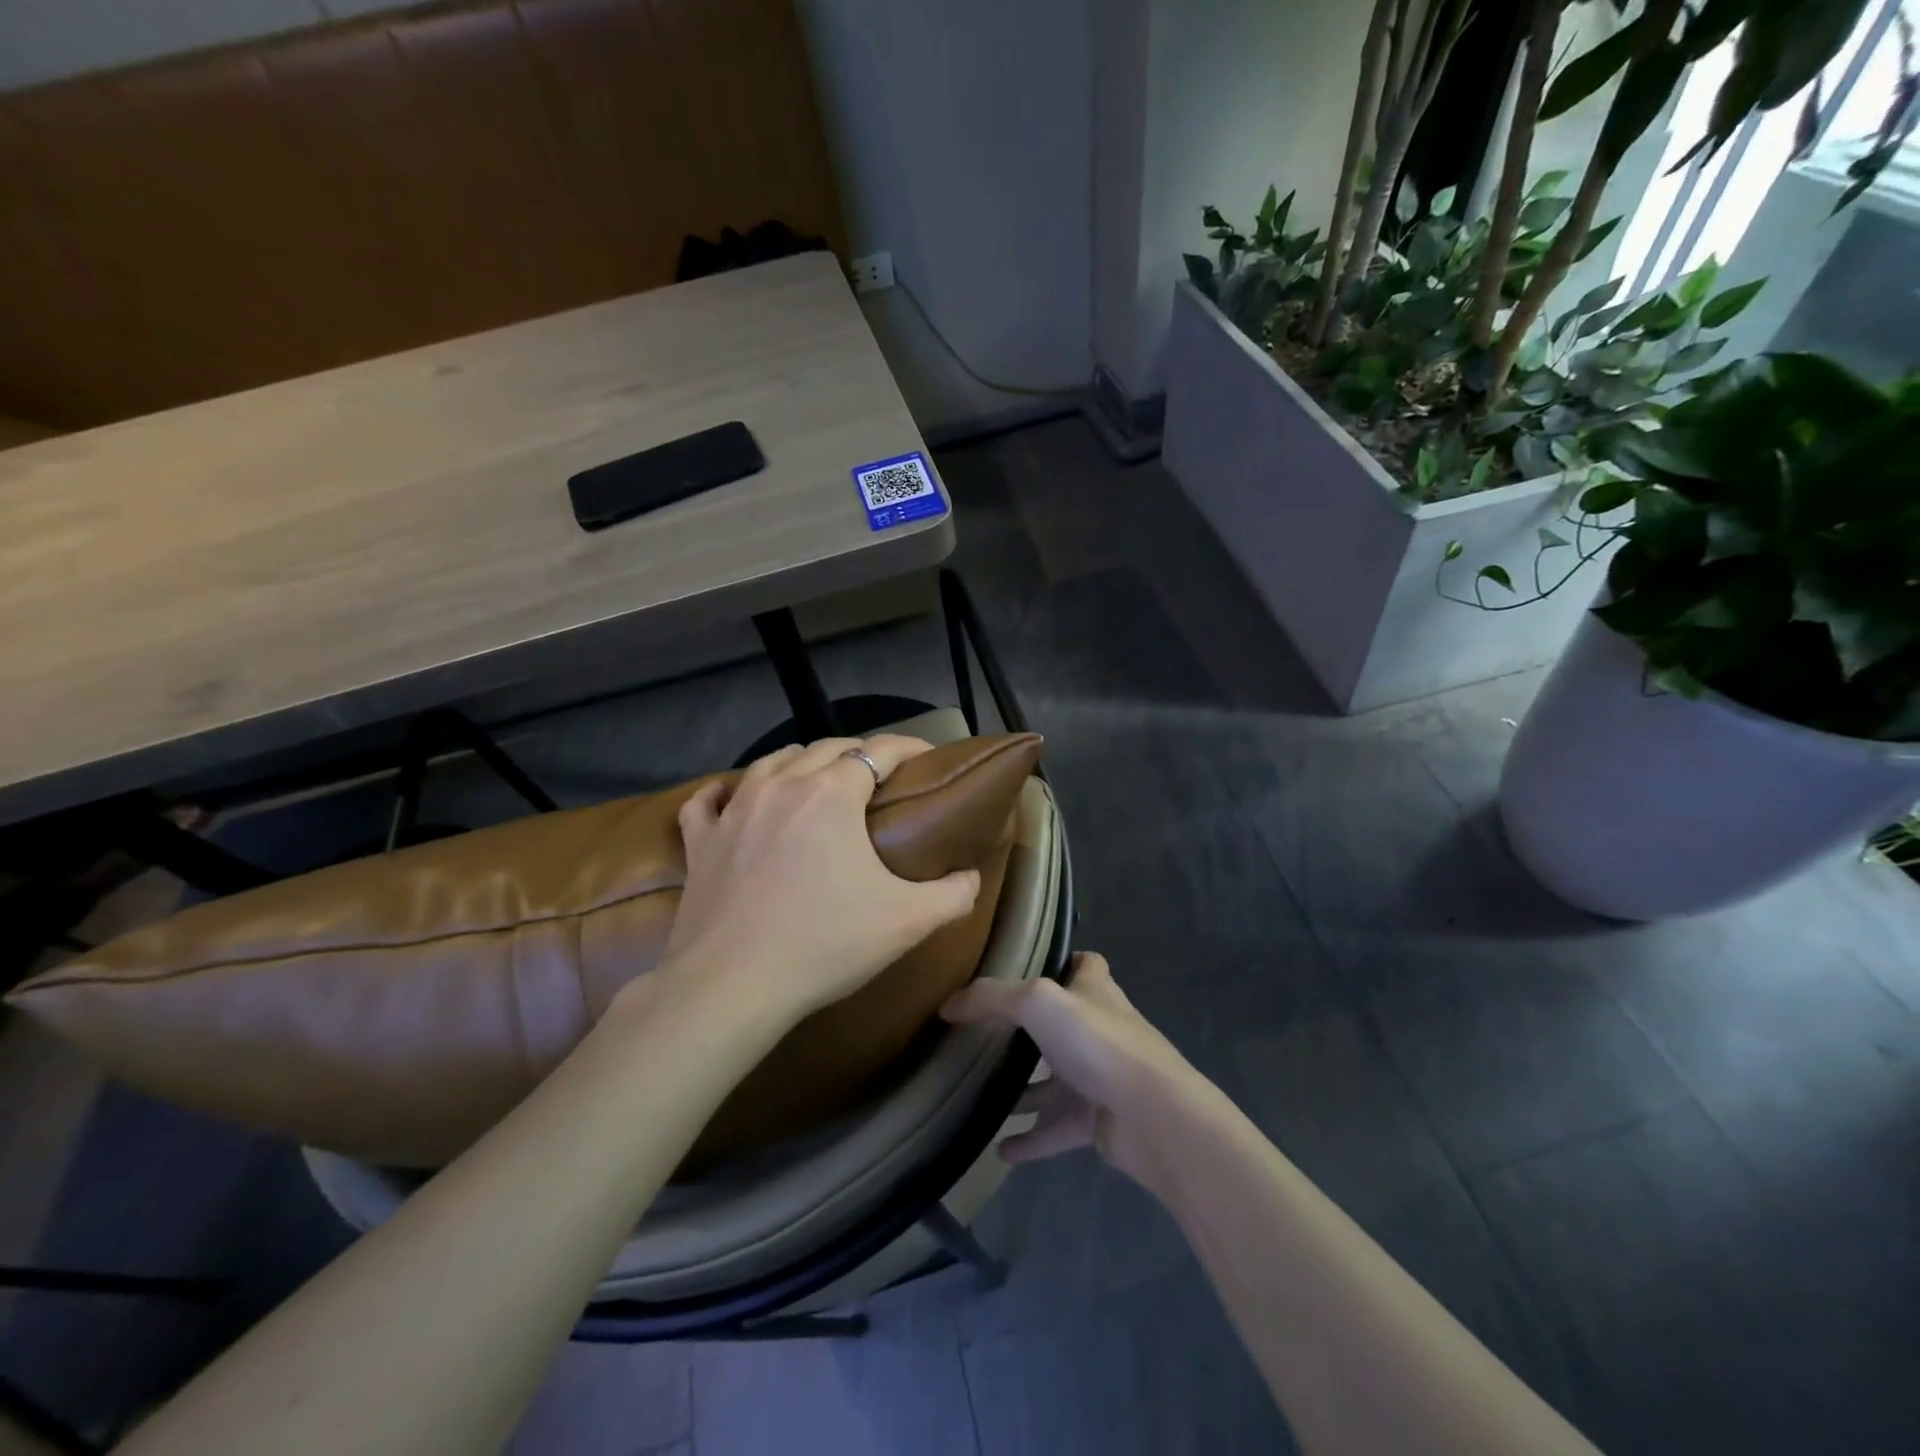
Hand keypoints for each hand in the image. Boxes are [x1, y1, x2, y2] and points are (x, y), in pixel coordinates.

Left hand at [657, 736, 981, 1026]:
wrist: (730, 986)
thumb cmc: (824, 944)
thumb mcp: (908, 921)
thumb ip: (954, 895)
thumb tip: (971, 877)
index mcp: (831, 793)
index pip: (879, 750)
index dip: (909, 747)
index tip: (927, 757)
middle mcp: (781, 786)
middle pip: (825, 747)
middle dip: (858, 753)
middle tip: (879, 778)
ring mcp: (734, 810)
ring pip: (770, 762)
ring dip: (800, 762)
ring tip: (816, 780)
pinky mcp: (700, 841)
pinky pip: (707, 801)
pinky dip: (722, 793)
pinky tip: (729, 798)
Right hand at [940, 952, 1201, 1189]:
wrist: (1153, 1117)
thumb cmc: (1099, 1043)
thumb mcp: (1038, 1003)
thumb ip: (992, 998)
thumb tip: (949, 1005)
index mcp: (1095, 991)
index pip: (1085, 965)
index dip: (1063, 960)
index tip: (1028, 965)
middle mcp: (1099, 1030)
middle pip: (1062, 1024)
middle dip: (1029, 1030)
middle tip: (984, 1034)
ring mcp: (1099, 1077)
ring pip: (1054, 1080)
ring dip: (1024, 1090)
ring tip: (980, 1095)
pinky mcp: (1097, 1121)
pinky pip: (1056, 1129)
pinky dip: (1031, 1139)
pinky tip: (1001, 1151)